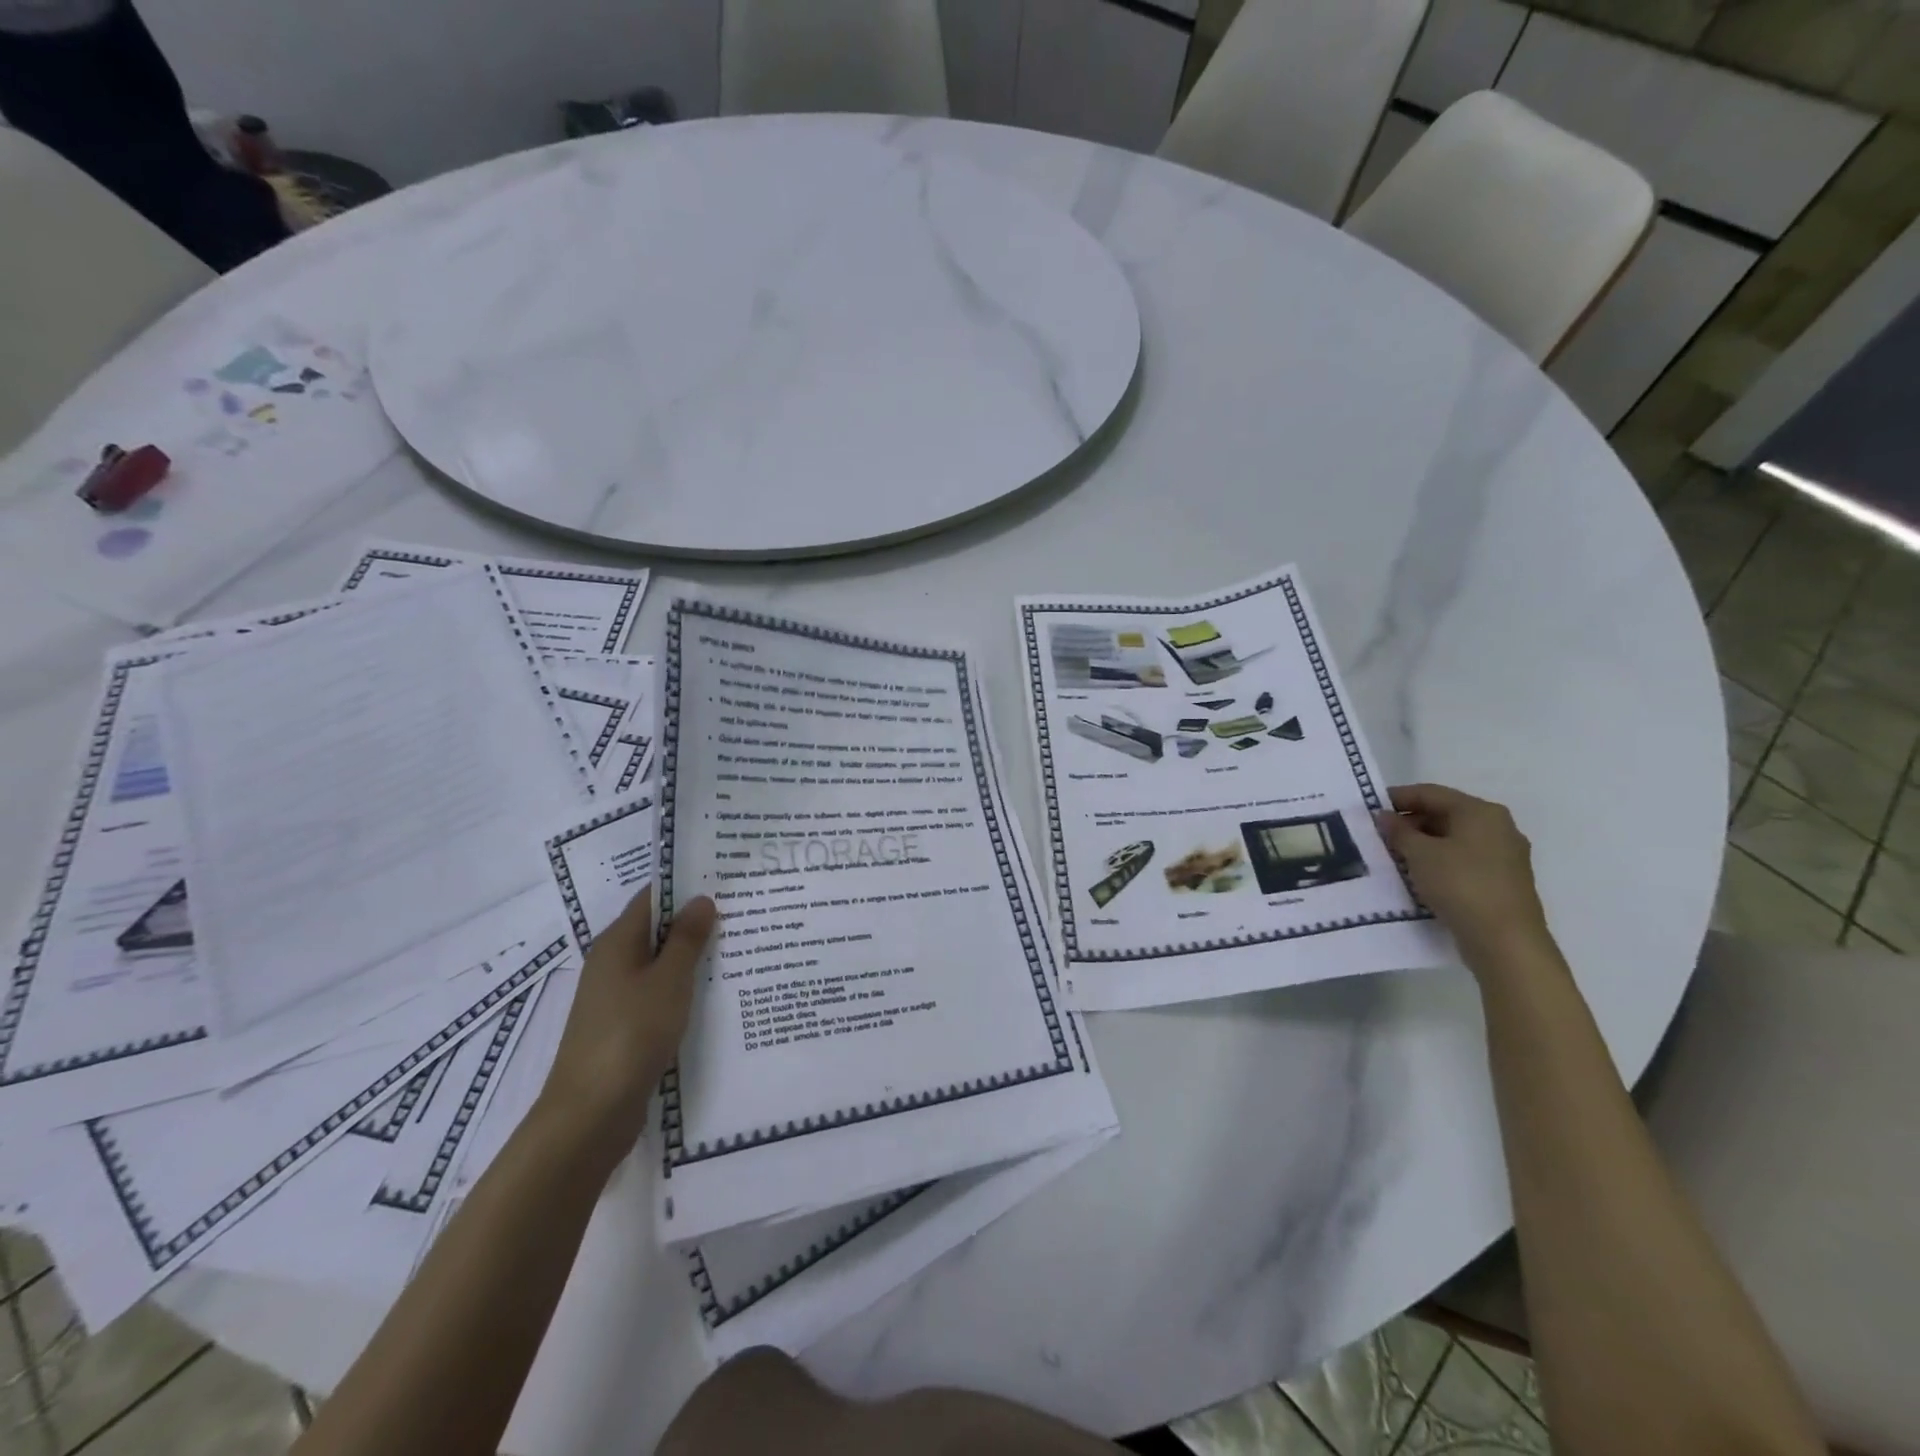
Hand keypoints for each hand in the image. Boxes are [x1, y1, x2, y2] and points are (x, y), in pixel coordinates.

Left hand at [537, 887, 717, 1169]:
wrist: (589, 1115)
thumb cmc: (631, 1034)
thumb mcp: (668, 981)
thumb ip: (687, 939)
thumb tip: (701, 898)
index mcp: (617, 943)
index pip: (652, 898)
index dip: (686, 887)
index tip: (726, 881)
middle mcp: (612, 963)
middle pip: (657, 930)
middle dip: (696, 922)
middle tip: (744, 913)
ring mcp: (616, 998)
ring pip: (660, 965)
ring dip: (693, 958)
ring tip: (739, 949)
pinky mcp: (624, 1027)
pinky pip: (658, 994)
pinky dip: (684, 988)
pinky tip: (714, 994)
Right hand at [1376, 784, 1553, 967]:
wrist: (1505, 941)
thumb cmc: (1461, 885)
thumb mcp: (1420, 854)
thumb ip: (1398, 831)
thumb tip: (1384, 817)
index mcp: (1481, 812)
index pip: (1431, 793)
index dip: (1397, 798)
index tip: (1369, 809)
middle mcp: (1498, 827)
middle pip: (1444, 814)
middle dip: (1409, 823)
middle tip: (1378, 836)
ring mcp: (1504, 855)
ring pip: (1454, 839)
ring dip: (1422, 844)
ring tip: (1393, 857)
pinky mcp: (1503, 881)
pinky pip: (1464, 860)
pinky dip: (1439, 861)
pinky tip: (1418, 876)